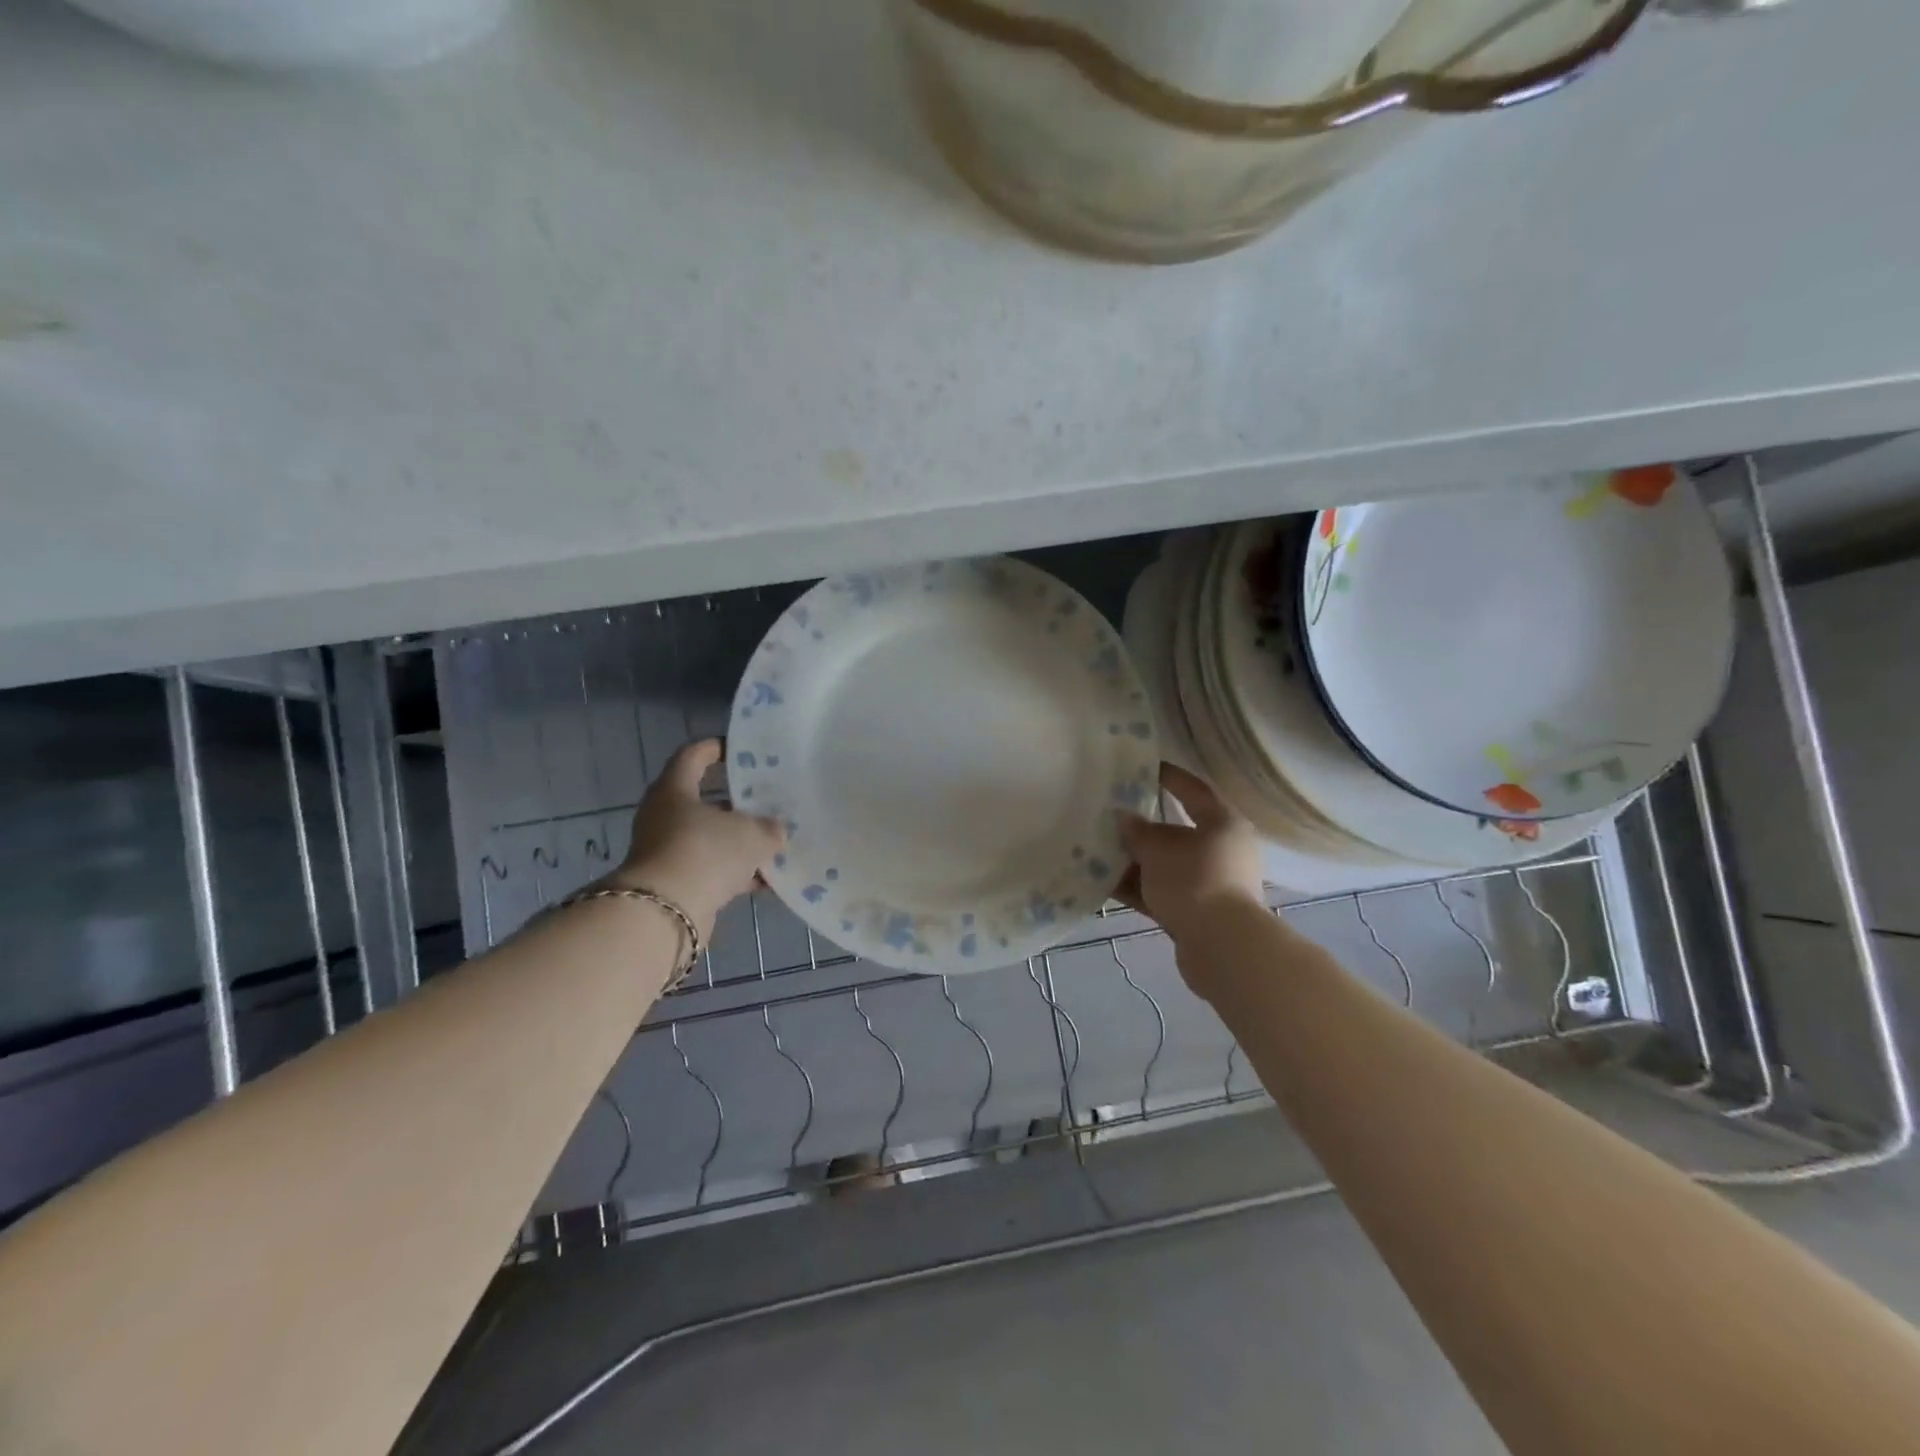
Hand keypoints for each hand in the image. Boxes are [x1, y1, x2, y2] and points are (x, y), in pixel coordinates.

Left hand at [603, 739, 783, 936]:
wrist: (665, 914)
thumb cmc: (705, 852)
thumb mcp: (751, 834)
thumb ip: (769, 828)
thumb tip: (776, 830)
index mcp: (675, 790)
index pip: (693, 756)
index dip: (716, 748)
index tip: (740, 749)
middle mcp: (665, 817)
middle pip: (704, 801)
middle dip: (738, 803)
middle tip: (769, 800)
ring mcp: (669, 852)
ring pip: (710, 839)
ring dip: (739, 842)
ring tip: (776, 842)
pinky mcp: (676, 884)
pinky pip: (712, 871)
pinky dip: (737, 874)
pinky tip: (768, 880)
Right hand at [1117, 763, 1265, 942]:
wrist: (1221, 947)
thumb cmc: (1194, 881)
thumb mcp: (1158, 850)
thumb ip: (1137, 832)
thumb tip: (1124, 818)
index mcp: (1223, 824)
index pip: (1194, 790)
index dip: (1170, 777)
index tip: (1145, 767)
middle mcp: (1223, 850)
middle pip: (1178, 832)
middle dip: (1143, 827)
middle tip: (1111, 815)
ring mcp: (1211, 884)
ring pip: (1167, 865)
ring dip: (1136, 861)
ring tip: (1099, 852)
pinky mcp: (1199, 913)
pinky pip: (1162, 892)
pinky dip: (1138, 888)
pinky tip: (1105, 885)